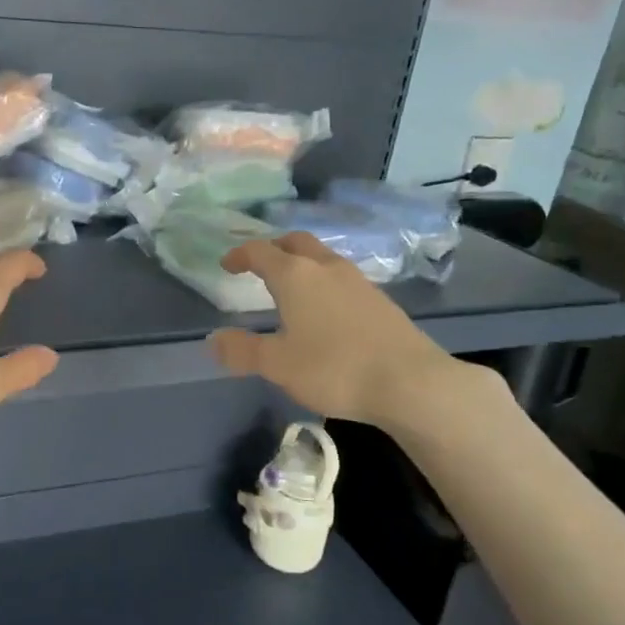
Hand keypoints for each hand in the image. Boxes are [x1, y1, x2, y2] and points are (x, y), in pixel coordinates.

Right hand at [209, 233, 478, 431]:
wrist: (411, 382)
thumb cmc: (334, 368)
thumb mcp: (278, 365)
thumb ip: (242, 350)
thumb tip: (213, 339)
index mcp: (295, 275)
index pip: (260, 251)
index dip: (240, 255)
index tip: (227, 265)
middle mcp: (326, 267)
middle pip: (296, 242)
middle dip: (274, 248)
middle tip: (260, 265)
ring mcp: (358, 281)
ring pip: (322, 258)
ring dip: (302, 264)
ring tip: (291, 287)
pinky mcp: (380, 299)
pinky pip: (341, 278)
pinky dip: (324, 281)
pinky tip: (325, 309)